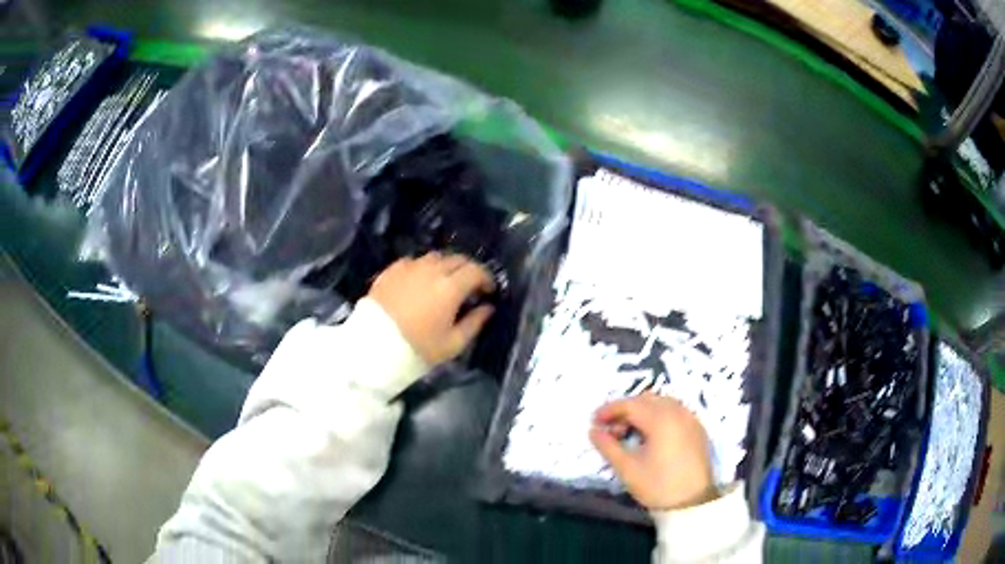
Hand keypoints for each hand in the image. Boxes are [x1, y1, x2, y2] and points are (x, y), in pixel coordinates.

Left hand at [368, 252, 495, 365]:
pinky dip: (422, 268)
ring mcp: (409, 267)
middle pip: (457, 259)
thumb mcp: (453, 344)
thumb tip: (487, 308)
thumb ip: (474, 323)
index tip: (488, 290)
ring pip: (435, 257)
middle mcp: (432, 270)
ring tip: (444, 281)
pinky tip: (419, 281)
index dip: (486, 278)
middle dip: (468, 270)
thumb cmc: (418, 348)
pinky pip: (413, 261)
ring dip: (445, 266)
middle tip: (469, 286)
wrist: (374, 346)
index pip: (476, 271)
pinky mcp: (391, 270)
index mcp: (450, 287)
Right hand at [590, 393, 716, 510]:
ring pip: (662, 403)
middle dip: (625, 410)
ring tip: (629, 433)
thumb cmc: (657, 485)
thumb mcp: (627, 468)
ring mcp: (691, 419)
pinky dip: (658, 416)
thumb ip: (608, 446)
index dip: (609, 410)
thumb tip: (593, 431)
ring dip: (642, 411)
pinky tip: (650, 436)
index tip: (593, 422)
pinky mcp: (697, 429)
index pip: (631, 404)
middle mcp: (678, 412)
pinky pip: (675, 411)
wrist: (692, 503)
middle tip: (611, 430)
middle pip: (647, 400)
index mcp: (661, 419)